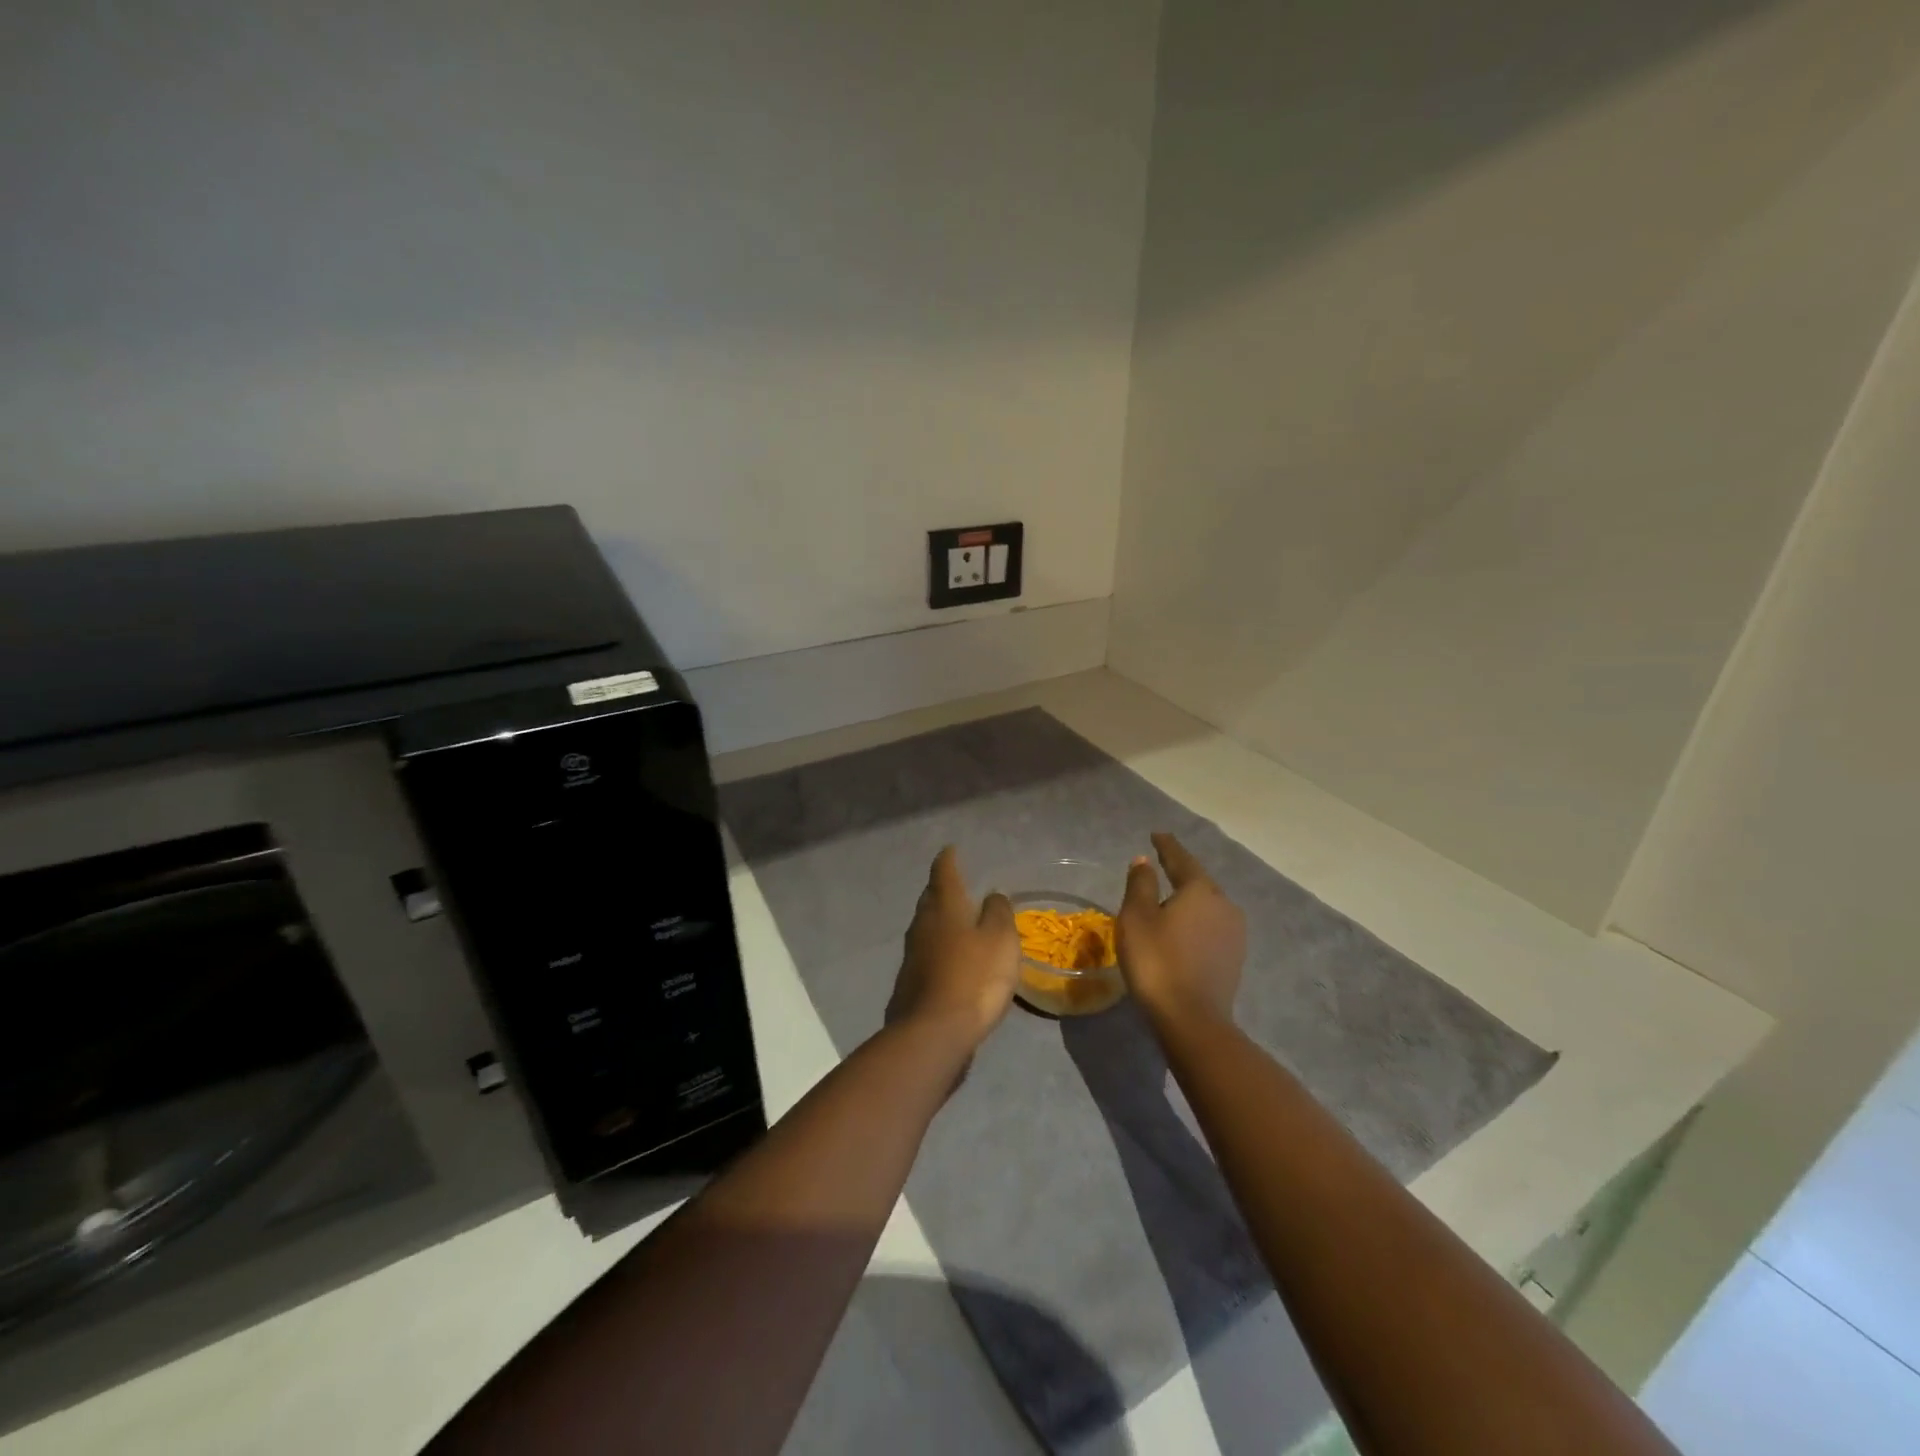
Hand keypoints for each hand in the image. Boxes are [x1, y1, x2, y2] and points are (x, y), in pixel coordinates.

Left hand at [886, 847, 1020, 1051]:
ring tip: (956, 920)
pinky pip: (926, 953)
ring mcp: (912, 954)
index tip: (951, 849)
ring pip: (926, 925)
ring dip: (939, 919)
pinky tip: (950, 958)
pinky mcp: (910, 981)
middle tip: (956, 883)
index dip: (948, 859)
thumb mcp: (1000, 940)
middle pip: (930, 898)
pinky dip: (938, 947)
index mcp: (944, 907)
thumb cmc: (974, 977)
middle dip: (942, 888)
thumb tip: (992, 897)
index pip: (944, 872)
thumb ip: (998, 913)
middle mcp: (922, 924)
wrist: (934, 1032)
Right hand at [1117, 831, 1245, 1029]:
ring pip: (1207, 906)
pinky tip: (1183, 931)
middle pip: (1198, 882)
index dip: (1166, 846)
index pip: (1181, 859)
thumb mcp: (1136, 918)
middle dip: (1179, 874)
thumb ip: (1140, 885)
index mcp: (1200, 889)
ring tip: (1169, 901)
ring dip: (1188, 901)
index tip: (1156, 835)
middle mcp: (1224, 904)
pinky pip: (1211, 927)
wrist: (1191, 1019)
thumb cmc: (1157, 961)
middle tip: (1160, 867)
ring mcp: (1234, 933)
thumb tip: (1145, 861)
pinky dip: (1195, 922)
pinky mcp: (1234, 957)